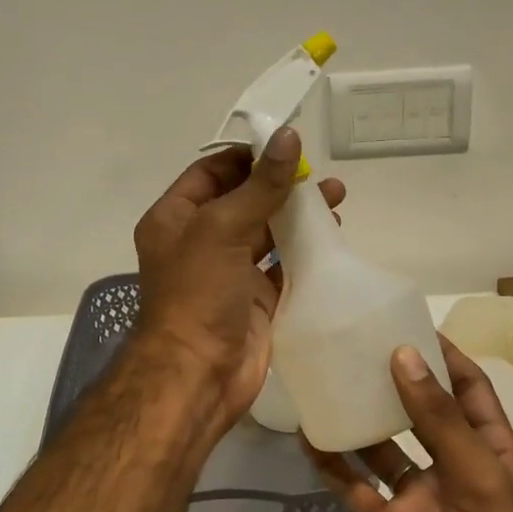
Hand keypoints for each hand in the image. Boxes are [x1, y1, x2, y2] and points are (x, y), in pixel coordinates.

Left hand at [132, 127, 345, 428]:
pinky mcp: (256, 299)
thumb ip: (260, 185)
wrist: (198, 375)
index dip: (248, 157)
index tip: (287, 145)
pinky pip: (284, 266)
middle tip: (319, 175)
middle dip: (281, 184)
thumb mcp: (222, 228)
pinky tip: (333, 238)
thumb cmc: (198, 294)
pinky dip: (306, 251)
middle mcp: (200, 241)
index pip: (212, 172)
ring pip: (267, 232)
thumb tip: (288, 136)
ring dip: (298, 215)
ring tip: (337, 198)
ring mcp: (229, 272)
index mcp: (176, 218)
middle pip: (244, 199)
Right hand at [307, 337, 512, 511]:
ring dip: (357, 420)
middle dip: (392, 381)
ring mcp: (418, 496)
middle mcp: (452, 464)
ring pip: (381, 446)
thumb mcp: (477, 477)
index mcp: (488, 447)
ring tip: (325, 384)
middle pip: (419, 411)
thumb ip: (439, 419)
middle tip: (354, 348)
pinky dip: (334, 465)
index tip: (408, 324)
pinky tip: (309, 440)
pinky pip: (356, 486)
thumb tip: (404, 356)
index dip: (443, 355)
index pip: (467, 387)